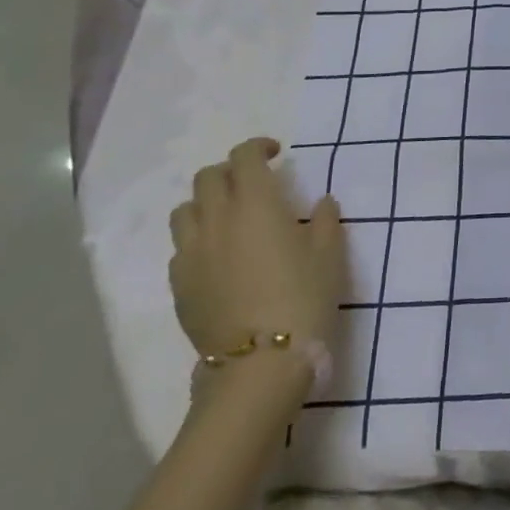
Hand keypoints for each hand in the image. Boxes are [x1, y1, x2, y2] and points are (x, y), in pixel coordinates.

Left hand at [168, 138, 345, 391]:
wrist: (260, 362)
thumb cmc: (303, 296)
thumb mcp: (330, 254)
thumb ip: (325, 220)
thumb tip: (321, 203)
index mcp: (256, 203)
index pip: (243, 156)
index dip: (258, 147)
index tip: (276, 154)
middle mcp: (216, 219)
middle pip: (207, 178)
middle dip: (230, 172)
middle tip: (254, 184)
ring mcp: (192, 253)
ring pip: (185, 210)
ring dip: (206, 204)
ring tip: (229, 218)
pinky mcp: (180, 285)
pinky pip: (181, 248)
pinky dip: (198, 239)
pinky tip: (219, 258)